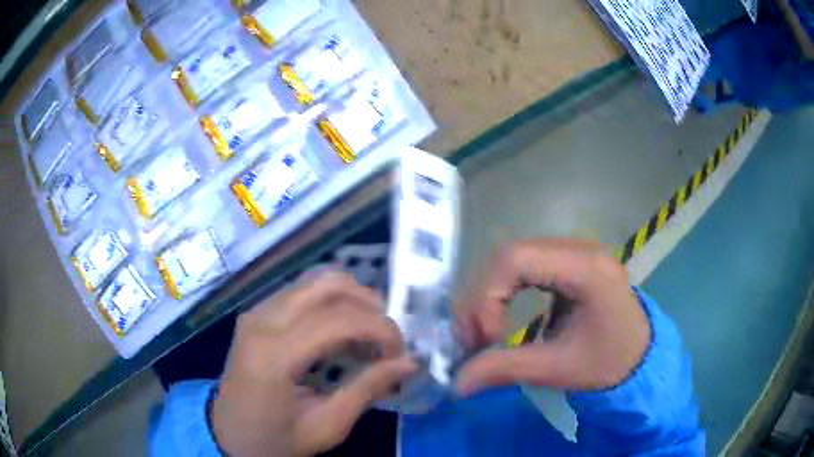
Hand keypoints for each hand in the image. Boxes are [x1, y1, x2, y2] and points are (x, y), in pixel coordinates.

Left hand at [211, 272, 416, 456]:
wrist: (229, 434)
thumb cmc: (276, 439)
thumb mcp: (327, 426)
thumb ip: (367, 389)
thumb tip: (409, 362)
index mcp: (274, 355)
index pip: (336, 320)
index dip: (379, 328)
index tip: (401, 352)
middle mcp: (261, 321)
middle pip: (326, 286)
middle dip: (368, 304)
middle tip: (387, 338)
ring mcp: (256, 312)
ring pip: (314, 282)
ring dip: (351, 300)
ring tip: (367, 336)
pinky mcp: (256, 314)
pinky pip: (301, 292)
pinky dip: (331, 304)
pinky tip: (340, 333)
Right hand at [456, 239, 650, 394]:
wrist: (641, 356)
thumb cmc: (608, 363)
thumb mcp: (558, 369)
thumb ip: (505, 370)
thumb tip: (456, 383)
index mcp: (586, 268)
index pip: (515, 258)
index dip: (488, 297)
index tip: (487, 339)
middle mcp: (579, 248)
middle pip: (509, 254)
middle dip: (483, 297)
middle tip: (476, 338)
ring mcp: (575, 250)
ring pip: (513, 257)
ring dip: (490, 293)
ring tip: (487, 330)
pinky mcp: (570, 261)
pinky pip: (525, 264)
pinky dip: (505, 290)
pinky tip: (505, 314)